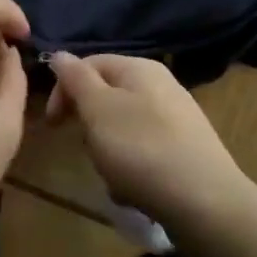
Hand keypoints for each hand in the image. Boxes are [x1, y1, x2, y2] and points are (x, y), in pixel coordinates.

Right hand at [46, 53, 252, 233]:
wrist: (205, 203)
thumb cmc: (141, 149)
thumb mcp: (98, 109)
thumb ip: (76, 79)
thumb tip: (60, 54)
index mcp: (139, 68)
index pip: (88, 64)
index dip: (63, 89)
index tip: (52, 123)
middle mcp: (161, 86)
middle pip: (106, 97)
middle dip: (88, 124)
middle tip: (86, 149)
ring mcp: (176, 118)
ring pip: (122, 128)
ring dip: (108, 152)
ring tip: (112, 176)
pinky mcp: (185, 150)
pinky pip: (144, 153)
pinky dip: (131, 170)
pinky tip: (132, 191)